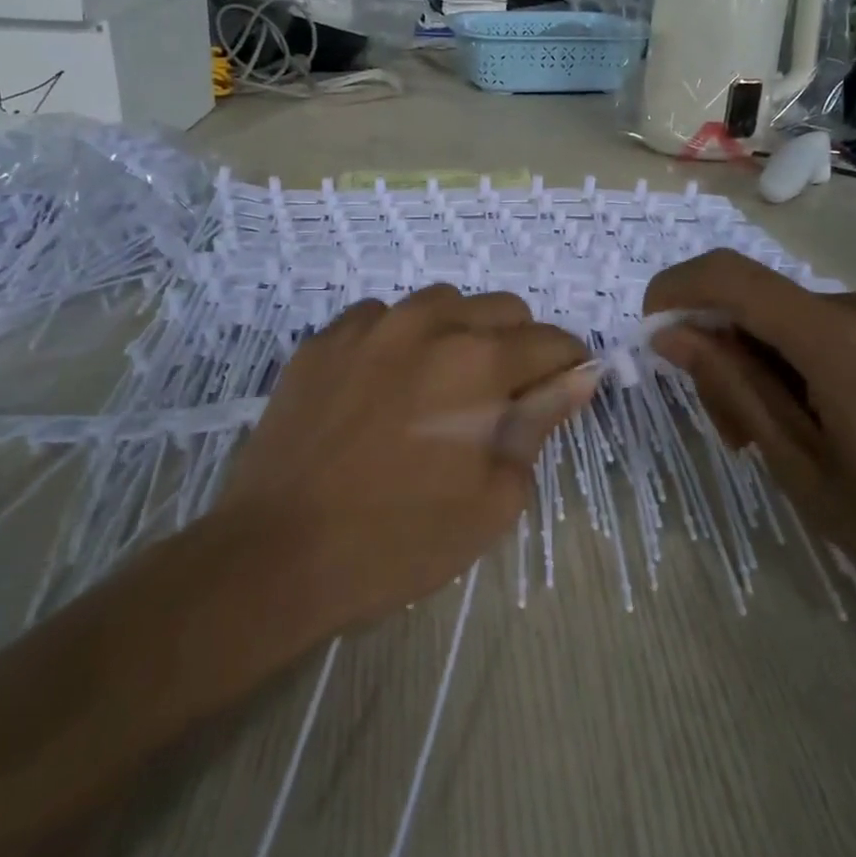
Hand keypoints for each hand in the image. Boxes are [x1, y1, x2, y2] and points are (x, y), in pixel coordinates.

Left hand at [215, 286, 592, 635]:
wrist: (278, 552)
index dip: (568, 364)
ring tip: (443, 384)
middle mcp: (428, 325)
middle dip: (519, 343)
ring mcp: (369, 326)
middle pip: (501, 308)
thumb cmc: (399, 540)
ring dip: (459, 332)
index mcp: (479, 363)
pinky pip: (379, 318)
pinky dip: (399, 338)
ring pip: (440, 304)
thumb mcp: (492, 499)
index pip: (550, 341)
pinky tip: (385, 383)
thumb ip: (539, 425)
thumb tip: (577, 378)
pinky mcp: (323, 340)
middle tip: (504, 396)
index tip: (565, 389)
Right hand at [646, 250, 855, 627]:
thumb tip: (671, 334)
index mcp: (840, 339)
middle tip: (727, 430)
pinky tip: (808, 421)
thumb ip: (732, 388)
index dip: (675, 289)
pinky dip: (791, 365)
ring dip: (756, 365)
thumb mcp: (800, 465)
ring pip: (785, 320)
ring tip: (768, 438)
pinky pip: (821, 330)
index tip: (650, 331)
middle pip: (756, 304)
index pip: (730, 277)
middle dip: (719, 352)